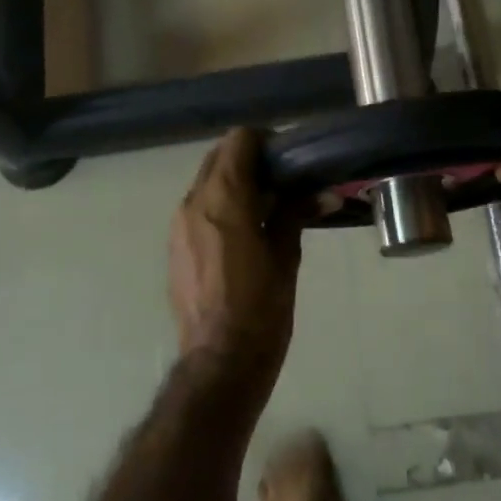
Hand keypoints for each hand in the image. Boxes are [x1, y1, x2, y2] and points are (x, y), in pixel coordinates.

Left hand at [168, 128, 304, 403]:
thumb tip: (326, 193)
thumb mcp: (286, 256)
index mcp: (224, 199)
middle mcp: (194, 202)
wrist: (219, 360)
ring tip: (265, 206)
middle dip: (249, 159)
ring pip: (206, 181)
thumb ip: (297, 214)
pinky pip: (197, 208)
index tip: (289, 159)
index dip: (266, 141)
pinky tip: (244, 231)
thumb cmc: (261, 307)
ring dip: (233, 182)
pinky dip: (219, 204)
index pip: (239, 140)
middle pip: (219, 156)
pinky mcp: (174, 246)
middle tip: (282, 180)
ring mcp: (178, 225)